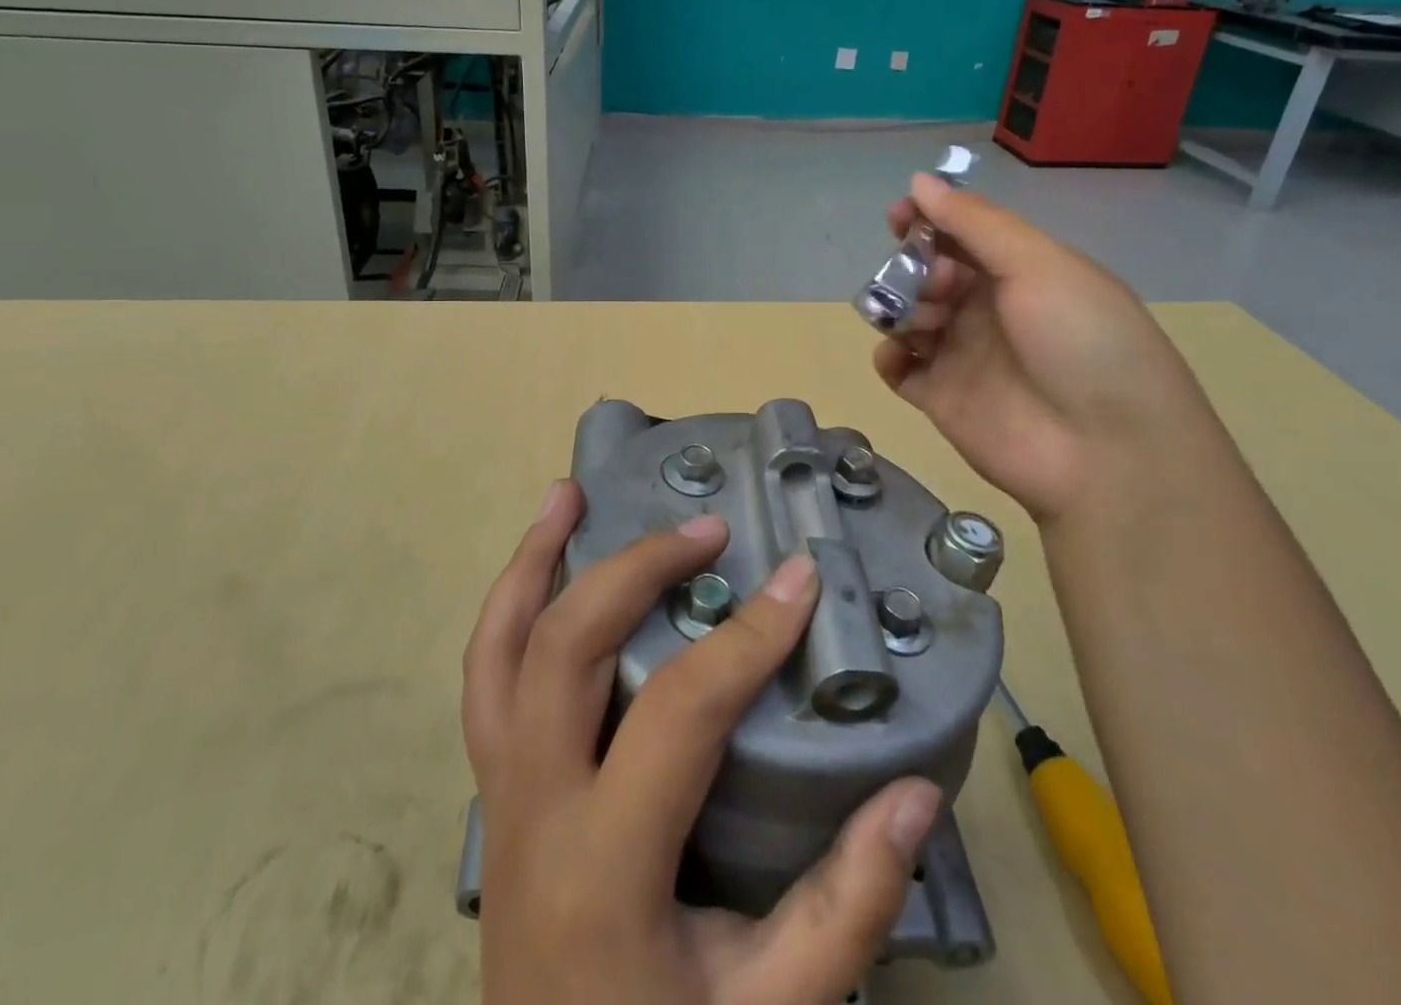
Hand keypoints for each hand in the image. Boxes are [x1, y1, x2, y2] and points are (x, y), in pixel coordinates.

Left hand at [463, 481, 943, 1004]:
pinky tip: (538, 566)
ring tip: (569, 494)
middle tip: (706, 531)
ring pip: (497, 650)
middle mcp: (533, 808)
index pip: (679, 709)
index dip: (747, 637)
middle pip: (568, 647)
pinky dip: (510, 607)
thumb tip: (915, 792)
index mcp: (604, 864)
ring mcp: (498, 792)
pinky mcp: (493, 788)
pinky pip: (486, 678)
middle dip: (639, 570)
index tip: (800, 579)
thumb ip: (848, 905)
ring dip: (533, 562)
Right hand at [875, 175, 1238, 525]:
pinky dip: (888, 354)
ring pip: (908, 315)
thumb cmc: (1081, 342)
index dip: (927, 221)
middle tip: (934, 286)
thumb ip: (975, 222)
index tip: (899, 218)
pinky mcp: (940, 398)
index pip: (960, 235)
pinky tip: (900, 354)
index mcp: (1019, 272)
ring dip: (903, 307)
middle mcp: (987, 310)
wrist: (1105, 451)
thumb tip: (919, 182)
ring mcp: (962, 355)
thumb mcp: (1039, 264)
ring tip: (925, 323)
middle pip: (928, 273)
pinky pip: (897, 368)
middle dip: (916, 267)